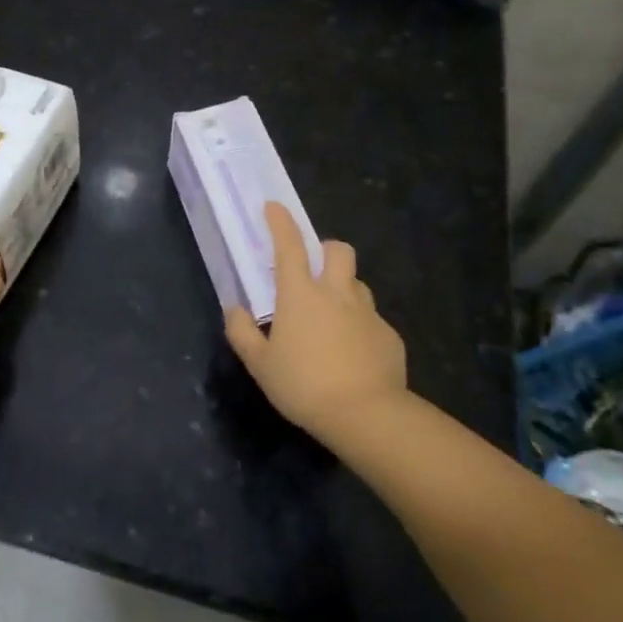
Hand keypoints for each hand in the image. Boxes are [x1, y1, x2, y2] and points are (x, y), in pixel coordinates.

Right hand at [224, 201, 407, 441]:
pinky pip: (372, 320)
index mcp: (300, 294)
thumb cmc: (304, 385)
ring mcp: (367, 313)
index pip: (289, 246)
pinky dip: (360, 327)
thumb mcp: (260, 365)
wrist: (366, 415)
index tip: (274, 206)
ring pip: (357, 284)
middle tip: (313, 271)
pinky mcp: (389, 336)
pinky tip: (352, 355)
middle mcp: (336, 294)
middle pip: (338, 251)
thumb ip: (243, 333)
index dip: (280, 223)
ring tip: (331, 319)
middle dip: (326, 250)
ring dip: (343, 289)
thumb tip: (234, 310)